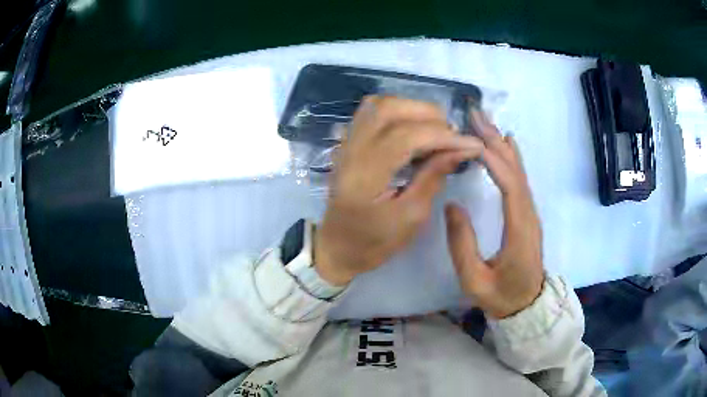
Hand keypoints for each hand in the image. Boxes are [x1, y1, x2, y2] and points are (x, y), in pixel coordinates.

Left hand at [314, 96, 483, 285]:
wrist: (337, 245)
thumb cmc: (374, 241)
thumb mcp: (411, 217)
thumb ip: (433, 177)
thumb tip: (459, 150)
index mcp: (365, 174)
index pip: (406, 137)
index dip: (443, 136)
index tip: (472, 145)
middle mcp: (352, 150)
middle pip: (390, 110)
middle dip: (429, 116)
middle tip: (452, 137)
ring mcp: (346, 142)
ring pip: (379, 105)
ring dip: (413, 109)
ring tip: (435, 130)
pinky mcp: (348, 141)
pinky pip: (372, 111)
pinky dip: (398, 112)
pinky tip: (413, 128)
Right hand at [445, 110, 543, 318]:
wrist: (527, 305)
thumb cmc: (501, 296)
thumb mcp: (474, 281)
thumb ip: (462, 245)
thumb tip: (452, 206)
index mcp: (519, 231)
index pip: (509, 186)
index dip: (493, 160)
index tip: (471, 139)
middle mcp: (529, 215)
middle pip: (515, 171)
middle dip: (496, 141)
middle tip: (475, 116)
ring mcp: (531, 213)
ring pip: (519, 172)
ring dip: (503, 144)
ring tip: (485, 122)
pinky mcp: (528, 214)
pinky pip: (520, 179)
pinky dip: (512, 157)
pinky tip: (507, 142)